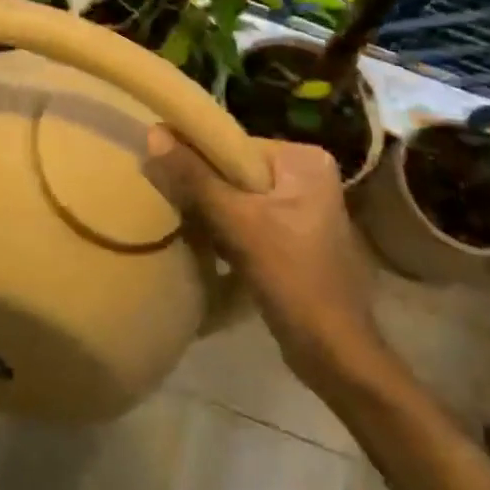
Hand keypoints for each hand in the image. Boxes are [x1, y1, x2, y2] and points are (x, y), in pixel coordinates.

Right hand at [147, 128, 384, 393]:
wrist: (336, 356)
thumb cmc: (293, 279)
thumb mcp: (239, 224)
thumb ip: (195, 179)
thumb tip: (153, 133)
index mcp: (304, 159)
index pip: (235, 144)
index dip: (198, 158)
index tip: (164, 173)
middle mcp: (308, 175)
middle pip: (237, 170)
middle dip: (204, 188)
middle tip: (170, 201)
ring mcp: (304, 207)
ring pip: (240, 197)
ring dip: (212, 211)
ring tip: (181, 222)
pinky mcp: (296, 236)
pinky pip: (250, 219)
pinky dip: (227, 229)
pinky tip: (204, 244)